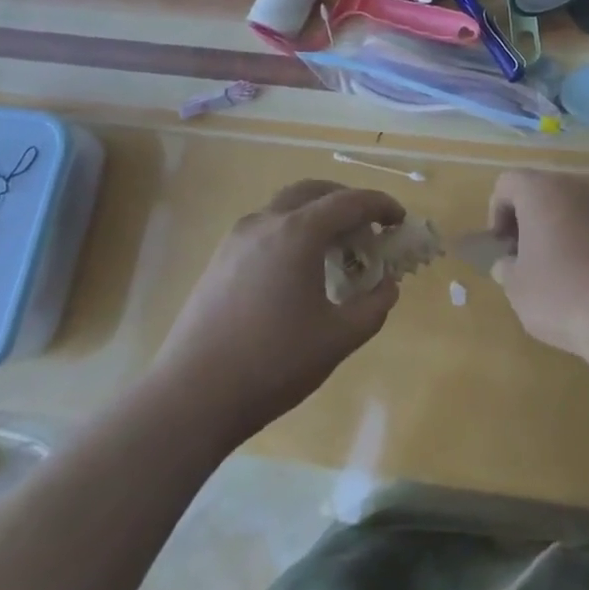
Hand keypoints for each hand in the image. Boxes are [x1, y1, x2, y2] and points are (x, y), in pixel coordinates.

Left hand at [154, 181, 403, 439]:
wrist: (190, 398)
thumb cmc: (272, 364)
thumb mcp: (337, 340)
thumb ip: (373, 307)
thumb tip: (388, 285)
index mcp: (298, 232)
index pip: (350, 201)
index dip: (380, 205)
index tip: (399, 220)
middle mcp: (267, 221)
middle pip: (315, 191)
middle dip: (346, 201)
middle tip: (367, 226)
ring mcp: (237, 238)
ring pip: (286, 206)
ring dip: (316, 214)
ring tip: (334, 248)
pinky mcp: (219, 259)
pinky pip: (266, 226)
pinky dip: (292, 230)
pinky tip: (297, 269)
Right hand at [488, 170, 588, 357]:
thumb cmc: (559, 294)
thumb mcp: (516, 287)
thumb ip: (505, 266)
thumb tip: (508, 263)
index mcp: (541, 191)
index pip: (508, 182)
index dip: (497, 211)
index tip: (502, 247)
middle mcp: (575, 187)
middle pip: (542, 190)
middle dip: (529, 219)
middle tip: (525, 257)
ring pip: (572, 206)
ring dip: (559, 228)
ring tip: (557, 268)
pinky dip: (586, 240)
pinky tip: (588, 277)